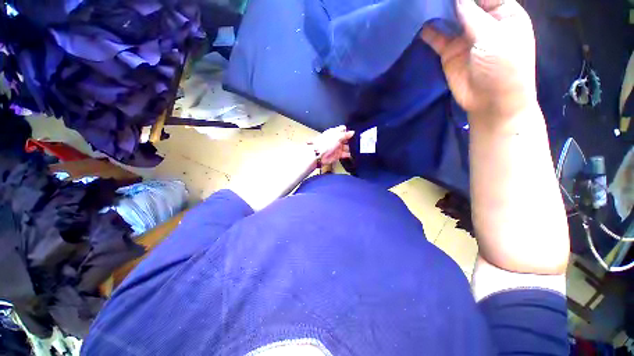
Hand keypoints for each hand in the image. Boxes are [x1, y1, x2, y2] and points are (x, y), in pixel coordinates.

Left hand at [309, 125, 354, 164]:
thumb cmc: (325, 144)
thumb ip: (345, 134)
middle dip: (352, 140)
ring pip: (347, 146)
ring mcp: (337, 147)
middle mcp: (336, 139)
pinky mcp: (337, 154)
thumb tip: (352, 132)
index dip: (349, 130)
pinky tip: (353, 154)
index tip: (355, 132)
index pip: (343, 129)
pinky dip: (348, 154)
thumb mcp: (337, 137)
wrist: (318, 155)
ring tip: (357, 148)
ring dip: (351, 147)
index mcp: (334, 132)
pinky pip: (345, 154)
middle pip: (346, 138)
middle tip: (359, 140)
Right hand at [421, 0, 537, 120]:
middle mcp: (484, 21)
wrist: (490, 102)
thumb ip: (472, 15)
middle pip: (466, 3)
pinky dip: (429, 31)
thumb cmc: (503, 67)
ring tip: (424, 3)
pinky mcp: (450, 52)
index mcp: (503, 13)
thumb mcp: (493, 37)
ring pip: (450, 18)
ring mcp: (465, 37)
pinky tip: (420, 22)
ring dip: (439, 10)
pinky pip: (438, 38)